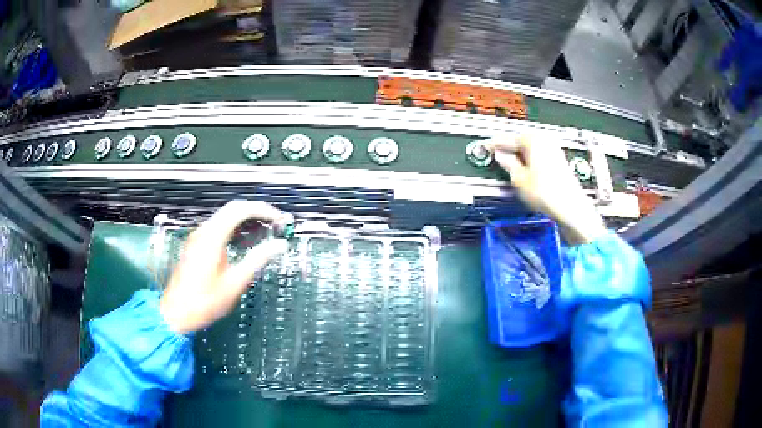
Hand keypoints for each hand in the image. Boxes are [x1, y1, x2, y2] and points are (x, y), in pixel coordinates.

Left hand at [160, 201, 291, 333]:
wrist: (177, 312)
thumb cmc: (204, 302)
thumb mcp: (235, 283)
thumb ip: (257, 260)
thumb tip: (279, 246)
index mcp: (212, 237)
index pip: (240, 210)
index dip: (262, 210)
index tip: (278, 219)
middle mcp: (204, 231)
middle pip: (232, 208)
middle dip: (256, 211)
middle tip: (275, 223)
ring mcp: (199, 237)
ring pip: (225, 216)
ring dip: (246, 219)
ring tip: (265, 230)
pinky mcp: (197, 245)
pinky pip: (219, 227)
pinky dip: (236, 228)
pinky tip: (246, 241)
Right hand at [489, 135, 605, 244]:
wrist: (570, 206)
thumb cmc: (546, 193)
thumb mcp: (519, 179)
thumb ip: (507, 163)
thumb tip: (500, 156)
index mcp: (532, 139)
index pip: (507, 138)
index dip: (494, 144)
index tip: (485, 147)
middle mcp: (544, 139)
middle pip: (520, 139)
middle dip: (508, 147)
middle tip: (496, 154)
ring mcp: (553, 147)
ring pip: (530, 146)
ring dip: (519, 153)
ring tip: (508, 162)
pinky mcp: (558, 158)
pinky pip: (538, 152)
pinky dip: (529, 157)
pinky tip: (524, 167)